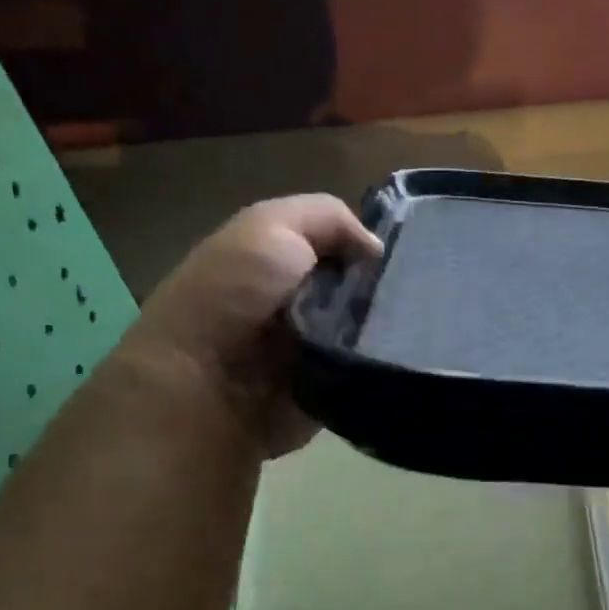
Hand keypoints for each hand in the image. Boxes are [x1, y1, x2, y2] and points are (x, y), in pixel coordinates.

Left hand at [118, 194, 381, 456]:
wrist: (199, 389)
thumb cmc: (229, 297)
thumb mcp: (270, 227)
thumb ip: (328, 220)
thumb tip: (375, 250)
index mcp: (279, 257)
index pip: (344, 243)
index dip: (372, 244)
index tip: (401, 256)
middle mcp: (298, 300)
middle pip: (364, 286)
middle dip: (388, 287)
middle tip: (408, 294)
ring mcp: (315, 347)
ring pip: (374, 328)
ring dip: (392, 327)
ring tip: (407, 327)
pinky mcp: (328, 388)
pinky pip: (371, 370)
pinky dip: (385, 363)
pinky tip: (398, 357)